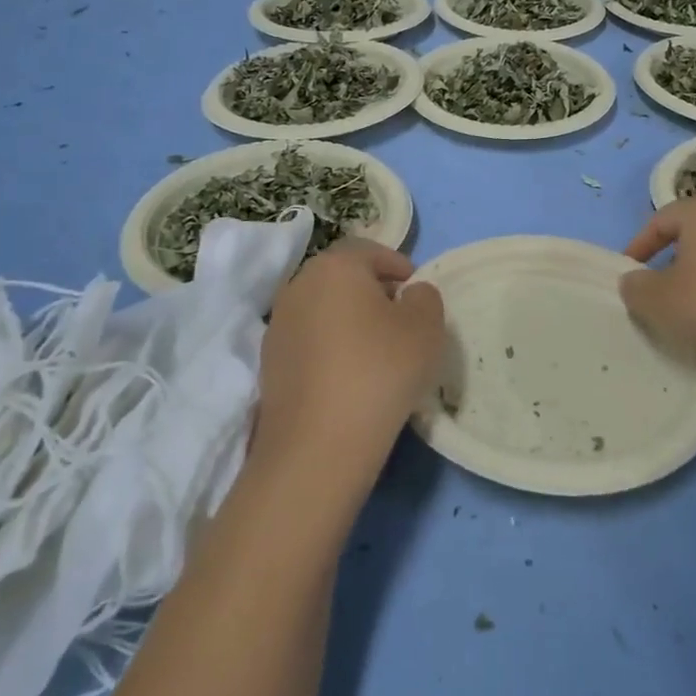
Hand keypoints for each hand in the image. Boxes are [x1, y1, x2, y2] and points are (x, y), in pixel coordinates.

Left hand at [254, 239, 446, 488]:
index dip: (397, 265)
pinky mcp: (269, 363)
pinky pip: (309, 340)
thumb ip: (425, 297)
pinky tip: (350, 376)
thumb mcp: (426, 327)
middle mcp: (299, 286)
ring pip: (323, 309)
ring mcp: (278, 326)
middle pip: (342, 277)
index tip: (416, 290)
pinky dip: (330, 347)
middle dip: (372, 290)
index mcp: (335, 266)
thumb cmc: (380, 371)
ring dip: (349, 320)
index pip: (369, 250)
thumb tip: (409, 295)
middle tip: (400, 317)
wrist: (317, 445)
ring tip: (376, 350)